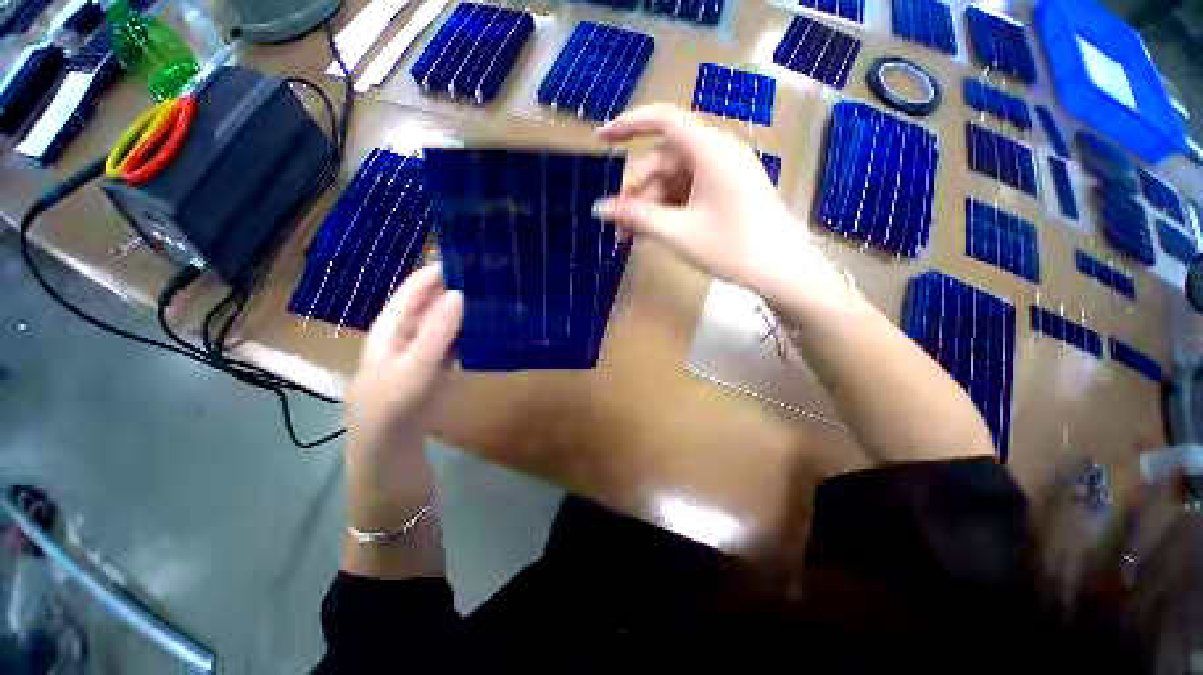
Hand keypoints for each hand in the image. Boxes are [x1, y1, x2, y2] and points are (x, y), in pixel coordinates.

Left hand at [343, 264, 462, 526]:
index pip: (408, 294)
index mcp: (386, 337)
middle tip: (485, 275)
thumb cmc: (392, 421)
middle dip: (450, 288)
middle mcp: (400, 343)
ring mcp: (418, 361)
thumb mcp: (412, 375)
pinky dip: (467, 335)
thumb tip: (458, 293)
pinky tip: (486, 331)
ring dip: (462, 311)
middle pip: (425, 307)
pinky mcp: (434, 377)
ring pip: (441, 326)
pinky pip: (452, 347)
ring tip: (491, 296)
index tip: (463, 257)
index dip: (431, 273)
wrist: (391, 470)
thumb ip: (434, 335)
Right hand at [593, 104, 828, 304]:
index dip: (628, 125)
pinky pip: (690, 192)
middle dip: (637, 192)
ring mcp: (725, 174)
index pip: (663, 120)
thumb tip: (599, 208)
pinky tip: (657, 233)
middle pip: (664, 161)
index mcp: (709, 150)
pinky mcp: (729, 192)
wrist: (783, 272)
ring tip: (634, 238)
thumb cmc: (732, 249)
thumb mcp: (678, 232)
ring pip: (675, 181)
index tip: (600, 141)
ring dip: (651, 206)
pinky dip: (670, 209)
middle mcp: (717, 154)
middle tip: (619, 227)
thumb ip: (636, 217)